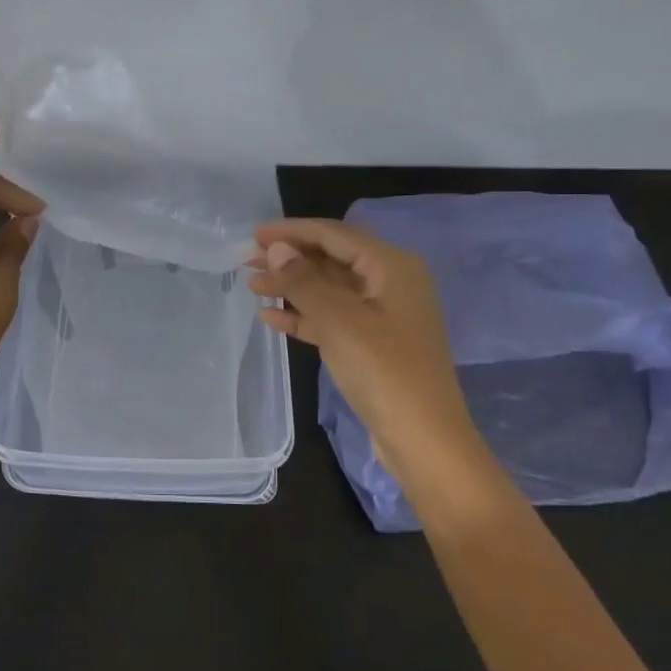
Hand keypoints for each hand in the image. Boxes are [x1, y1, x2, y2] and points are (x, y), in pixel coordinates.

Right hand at [250, 218, 485, 488]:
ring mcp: (384, 315)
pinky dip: (305, 316)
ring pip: (330, 289)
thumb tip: (276, 249)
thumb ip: (303, 280)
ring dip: (293, 286)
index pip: (334, 234)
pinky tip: (271, 318)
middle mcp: (391, 282)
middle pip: (332, 259)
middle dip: (290, 258)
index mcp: (391, 266)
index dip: (292, 231)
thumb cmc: (383, 370)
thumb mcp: (338, 320)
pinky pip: (334, 318)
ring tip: (252, 286)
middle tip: (247, 260)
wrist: (423, 439)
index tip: (253, 234)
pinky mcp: (375, 344)